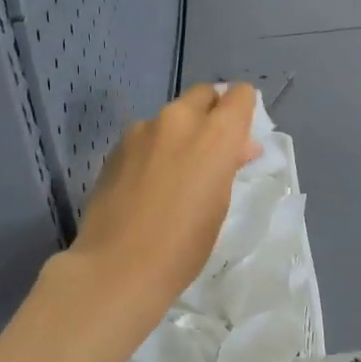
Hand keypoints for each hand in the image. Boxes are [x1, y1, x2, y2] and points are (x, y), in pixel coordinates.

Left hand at [67, 82, 259, 337]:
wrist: (118, 267)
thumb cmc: (184, 244)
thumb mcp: (220, 204)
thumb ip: (228, 164)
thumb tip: (236, 148)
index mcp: (214, 134)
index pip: (240, 95)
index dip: (244, 110)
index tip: (241, 136)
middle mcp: (178, 119)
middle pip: (203, 95)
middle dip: (212, 113)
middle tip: (213, 150)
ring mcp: (142, 130)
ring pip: (171, 116)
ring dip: (180, 133)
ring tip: (177, 173)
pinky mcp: (116, 147)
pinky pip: (146, 136)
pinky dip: (154, 149)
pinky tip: (148, 184)